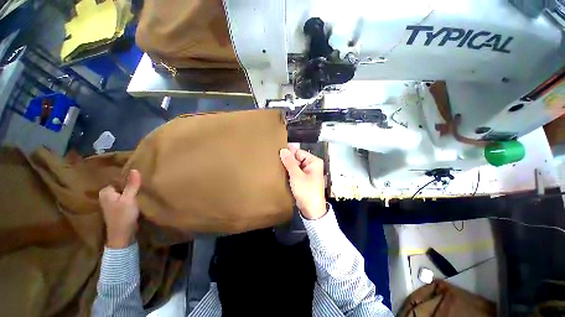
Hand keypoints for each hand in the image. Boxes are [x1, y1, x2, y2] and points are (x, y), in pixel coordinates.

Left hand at [99, 170, 141, 248]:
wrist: (123, 235)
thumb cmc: (123, 215)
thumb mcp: (129, 198)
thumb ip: (132, 185)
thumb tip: (134, 169)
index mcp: (106, 192)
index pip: (118, 180)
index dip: (129, 178)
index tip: (140, 177)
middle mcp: (106, 196)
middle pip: (121, 186)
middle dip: (130, 184)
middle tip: (143, 182)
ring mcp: (112, 203)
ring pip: (124, 192)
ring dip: (132, 191)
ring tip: (142, 188)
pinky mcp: (118, 208)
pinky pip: (125, 198)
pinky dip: (132, 197)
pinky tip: (139, 197)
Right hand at [279, 146, 326, 219]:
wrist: (311, 210)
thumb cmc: (306, 191)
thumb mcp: (296, 175)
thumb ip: (289, 162)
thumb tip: (282, 150)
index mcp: (313, 161)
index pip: (298, 152)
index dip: (288, 151)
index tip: (276, 150)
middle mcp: (311, 165)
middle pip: (296, 158)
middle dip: (286, 159)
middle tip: (273, 158)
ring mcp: (307, 172)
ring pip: (295, 165)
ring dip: (286, 166)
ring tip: (274, 164)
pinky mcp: (303, 179)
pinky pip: (295, 172)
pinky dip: (288, 172)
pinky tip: (280, 171)